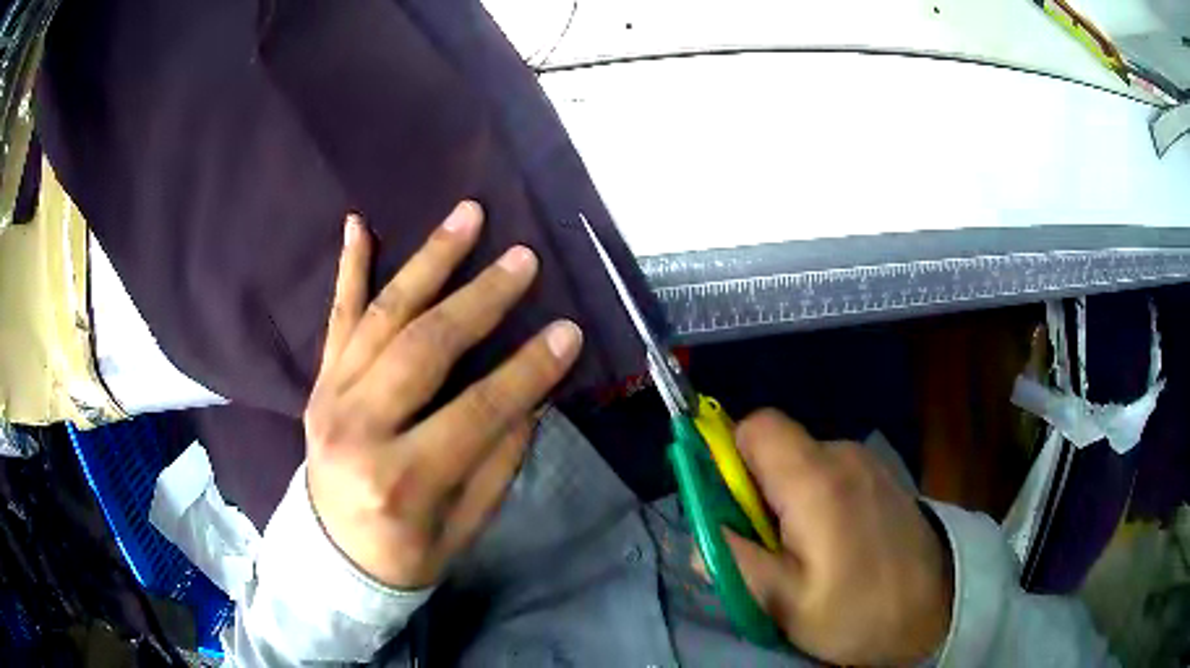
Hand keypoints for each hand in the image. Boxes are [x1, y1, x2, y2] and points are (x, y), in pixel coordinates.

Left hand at [303, 201, 582, 587]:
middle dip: (481, 298)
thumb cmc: (405, 553)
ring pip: (384, 316)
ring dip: (429, 262)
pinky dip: (349, 270)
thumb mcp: (464, 526)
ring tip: (468, 217)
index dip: (528, 370)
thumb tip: (532, 395)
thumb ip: (497, 460)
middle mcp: (358, 428)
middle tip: (523, 259)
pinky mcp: (319, 383)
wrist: (332, 559)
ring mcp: (331, 398)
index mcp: (400, 479)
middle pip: (425, 347)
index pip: (477, 411)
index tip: (569, 331)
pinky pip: (336, 318)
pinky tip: (359, 224)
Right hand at [725, 410, 952, 665]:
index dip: (729, 456)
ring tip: (802, 552)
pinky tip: (833, 543)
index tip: (729, 506)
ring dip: (785, 498)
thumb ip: (733, 560)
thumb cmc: (857, 613)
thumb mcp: (783, 602)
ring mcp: (868, 462)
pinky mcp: (881, 476)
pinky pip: (828, 472)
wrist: (935, 613)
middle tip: (766, 546)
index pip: (756, 426)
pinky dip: (813, 499)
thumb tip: (699, 529)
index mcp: (817, 481)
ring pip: (801, 461)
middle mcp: (844, 454)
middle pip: (777, 445)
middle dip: (756, 489)